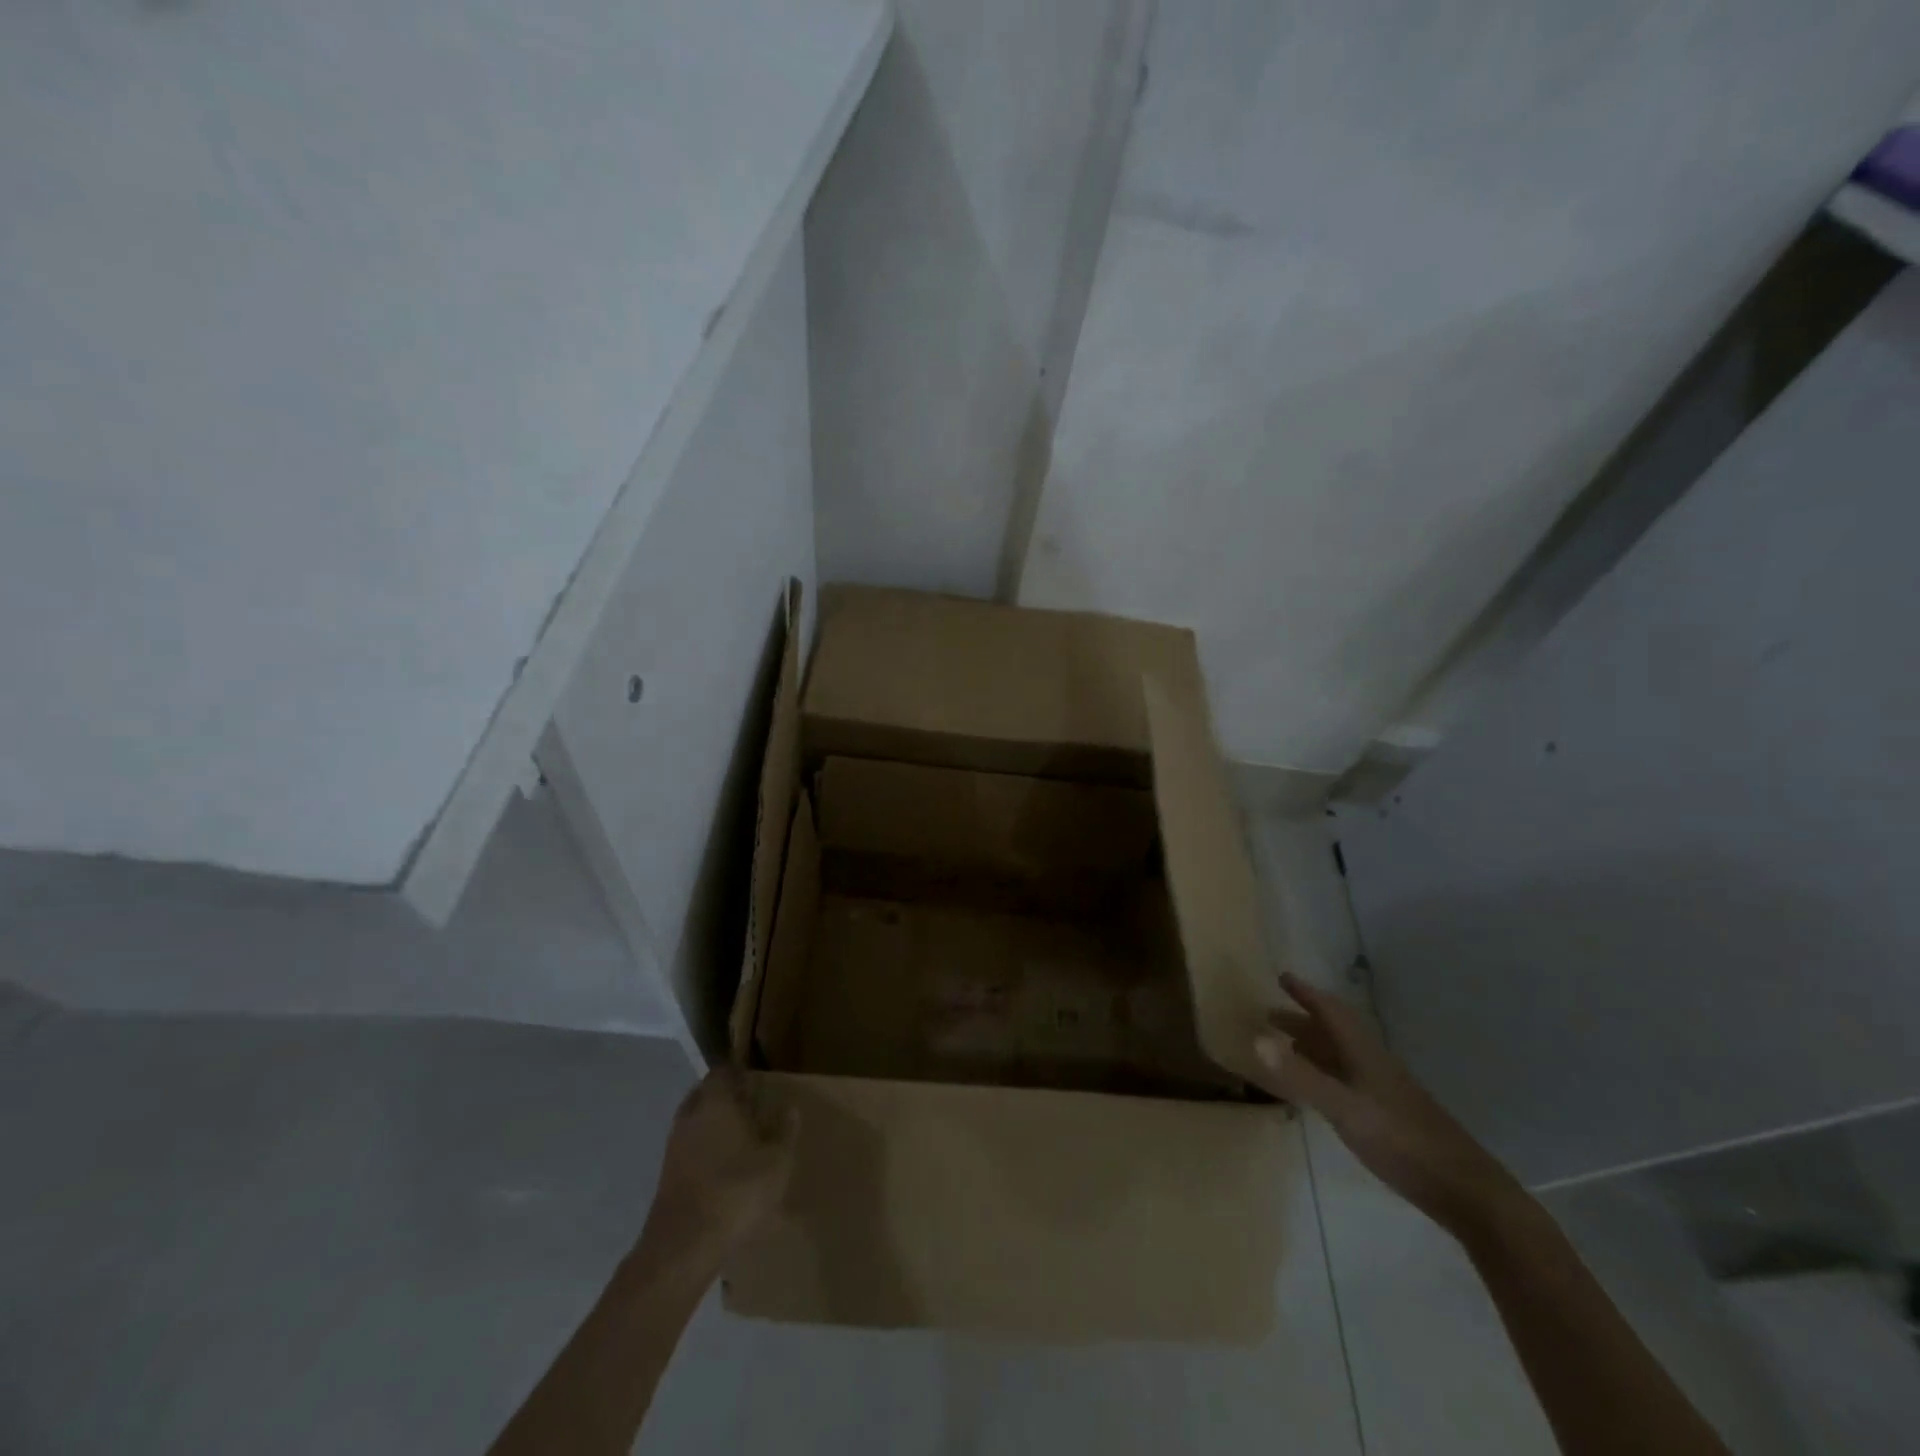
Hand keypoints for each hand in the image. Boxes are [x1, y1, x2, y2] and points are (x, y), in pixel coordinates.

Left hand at [639, 1069, 797, 1266]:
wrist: (684, 1246)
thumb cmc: (737, 1191)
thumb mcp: (777, 1161)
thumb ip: (784, 1131)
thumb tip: (789, 1108)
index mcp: (716, 1103)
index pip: (721, 1072)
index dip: (737, 1074)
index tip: (754, 1083)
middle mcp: (690, 1117)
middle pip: (704, 1094)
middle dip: (723, 1098)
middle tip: (748, 1109)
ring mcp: (674, 1146)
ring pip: (694, 1122)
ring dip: (712, 1125)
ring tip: (737, 1140)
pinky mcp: (666, 1175)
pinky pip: (688, 1148)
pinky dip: (702, 1149)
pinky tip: (721, 1168)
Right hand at [1250, 971, 1524, 1239]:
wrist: (1465, 1191)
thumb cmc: (1402, 1141)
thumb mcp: (1344, 1108)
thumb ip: (1301, 1076)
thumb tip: (1255, 1037)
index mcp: (1364, 1054)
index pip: (1331, 1011)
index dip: (1306, 993)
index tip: (1282, 977)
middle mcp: (1373, 1064)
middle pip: (1334, 1033)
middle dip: (1302, 1020)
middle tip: (1270, 1015)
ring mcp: (1384, 1091)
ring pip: (1342, 1057)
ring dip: (1313, 1046)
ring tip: (1285, 1047)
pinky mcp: (1389, 1116)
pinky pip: (1347, 1080)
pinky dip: (1325, 1073)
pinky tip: (1319, 1090)